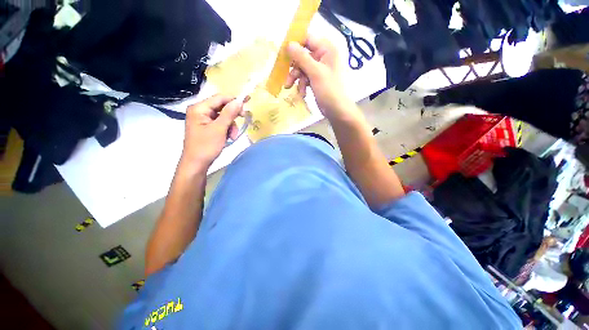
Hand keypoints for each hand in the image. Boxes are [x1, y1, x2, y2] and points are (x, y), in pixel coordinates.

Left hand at [180, 95, 242, 170]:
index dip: (233, 99)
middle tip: (243, 119)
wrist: (196, 164)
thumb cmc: (206, 146)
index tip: (247, 101)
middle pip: (221, 107)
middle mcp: (200, 111)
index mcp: (199, 108)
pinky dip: (227, 130)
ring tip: (233, 136)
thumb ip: (229, 114)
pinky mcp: (207, 127)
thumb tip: (239, 101)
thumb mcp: (219, 129)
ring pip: (223, 117)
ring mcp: (203, 120)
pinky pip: (220, 124)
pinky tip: (229, 137)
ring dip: (231, 125)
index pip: (219, 98)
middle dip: (232, 116)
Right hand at [285, 35, 356, 120]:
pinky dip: (302, 84)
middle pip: (303, 55)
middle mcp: (324, 56)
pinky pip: (306, 77)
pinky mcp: (317, 80)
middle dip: (294, 67)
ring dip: (296, 78)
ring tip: (289, 87)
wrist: (337, 111)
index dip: (295, 44)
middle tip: (285, 75)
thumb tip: (289, 43)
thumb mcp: (315, 72)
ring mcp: (320, 69)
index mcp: (327, 49)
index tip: (283, 52)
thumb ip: (302, 57)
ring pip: (303, 68)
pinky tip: (302, 93)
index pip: (308, 39)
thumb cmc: (329, 90)